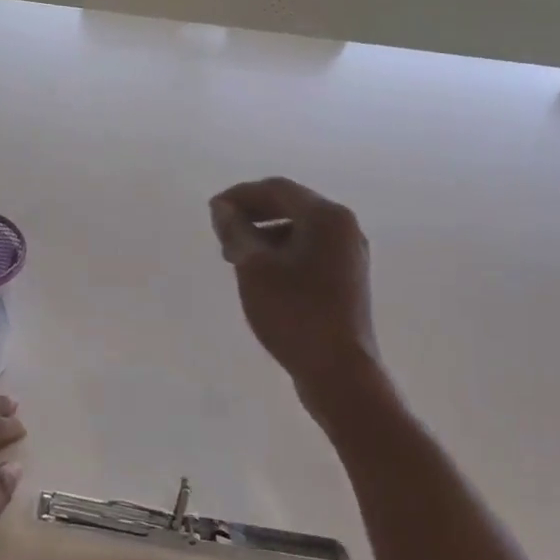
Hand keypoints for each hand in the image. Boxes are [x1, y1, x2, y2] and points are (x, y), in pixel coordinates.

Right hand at [209, 177, 378, 385]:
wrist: (339, 370)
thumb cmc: (293, 312)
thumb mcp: (253, 267)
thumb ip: (235, 230)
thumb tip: (221, 207)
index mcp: (326, 217)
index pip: (276, 189)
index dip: (239, 195)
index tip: (211, 212)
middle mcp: (344, 228)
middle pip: (290, 205)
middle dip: (251, 213)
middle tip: (221, 232)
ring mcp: (349, 254)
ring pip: (298, 229)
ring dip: (263, 233)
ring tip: (234, 255)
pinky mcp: (346, 278)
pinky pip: (308, 249)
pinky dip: (280, 251)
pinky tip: (259, 272)